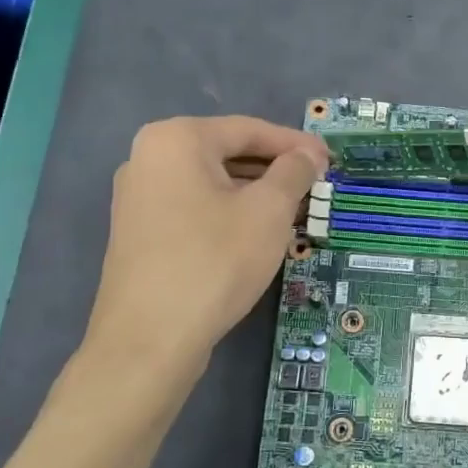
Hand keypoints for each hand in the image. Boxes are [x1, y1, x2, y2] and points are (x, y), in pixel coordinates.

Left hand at [80, 116, 327, 371]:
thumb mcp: (268, 211)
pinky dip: (229, 212)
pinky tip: (256, 233)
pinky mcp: (139, 233)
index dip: (295, 144)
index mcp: (176, 139)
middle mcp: (148, 158)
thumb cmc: (215, 261)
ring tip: (294, 210)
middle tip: (316, 186)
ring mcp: (137, 197)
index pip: (249, 129)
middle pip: (227, 153)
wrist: (150, 338)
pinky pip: (194, 207)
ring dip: (255, 192)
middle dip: (275, 169)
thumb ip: (293, 172)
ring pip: (211, 183)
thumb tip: (308, 155)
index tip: (330, 160)